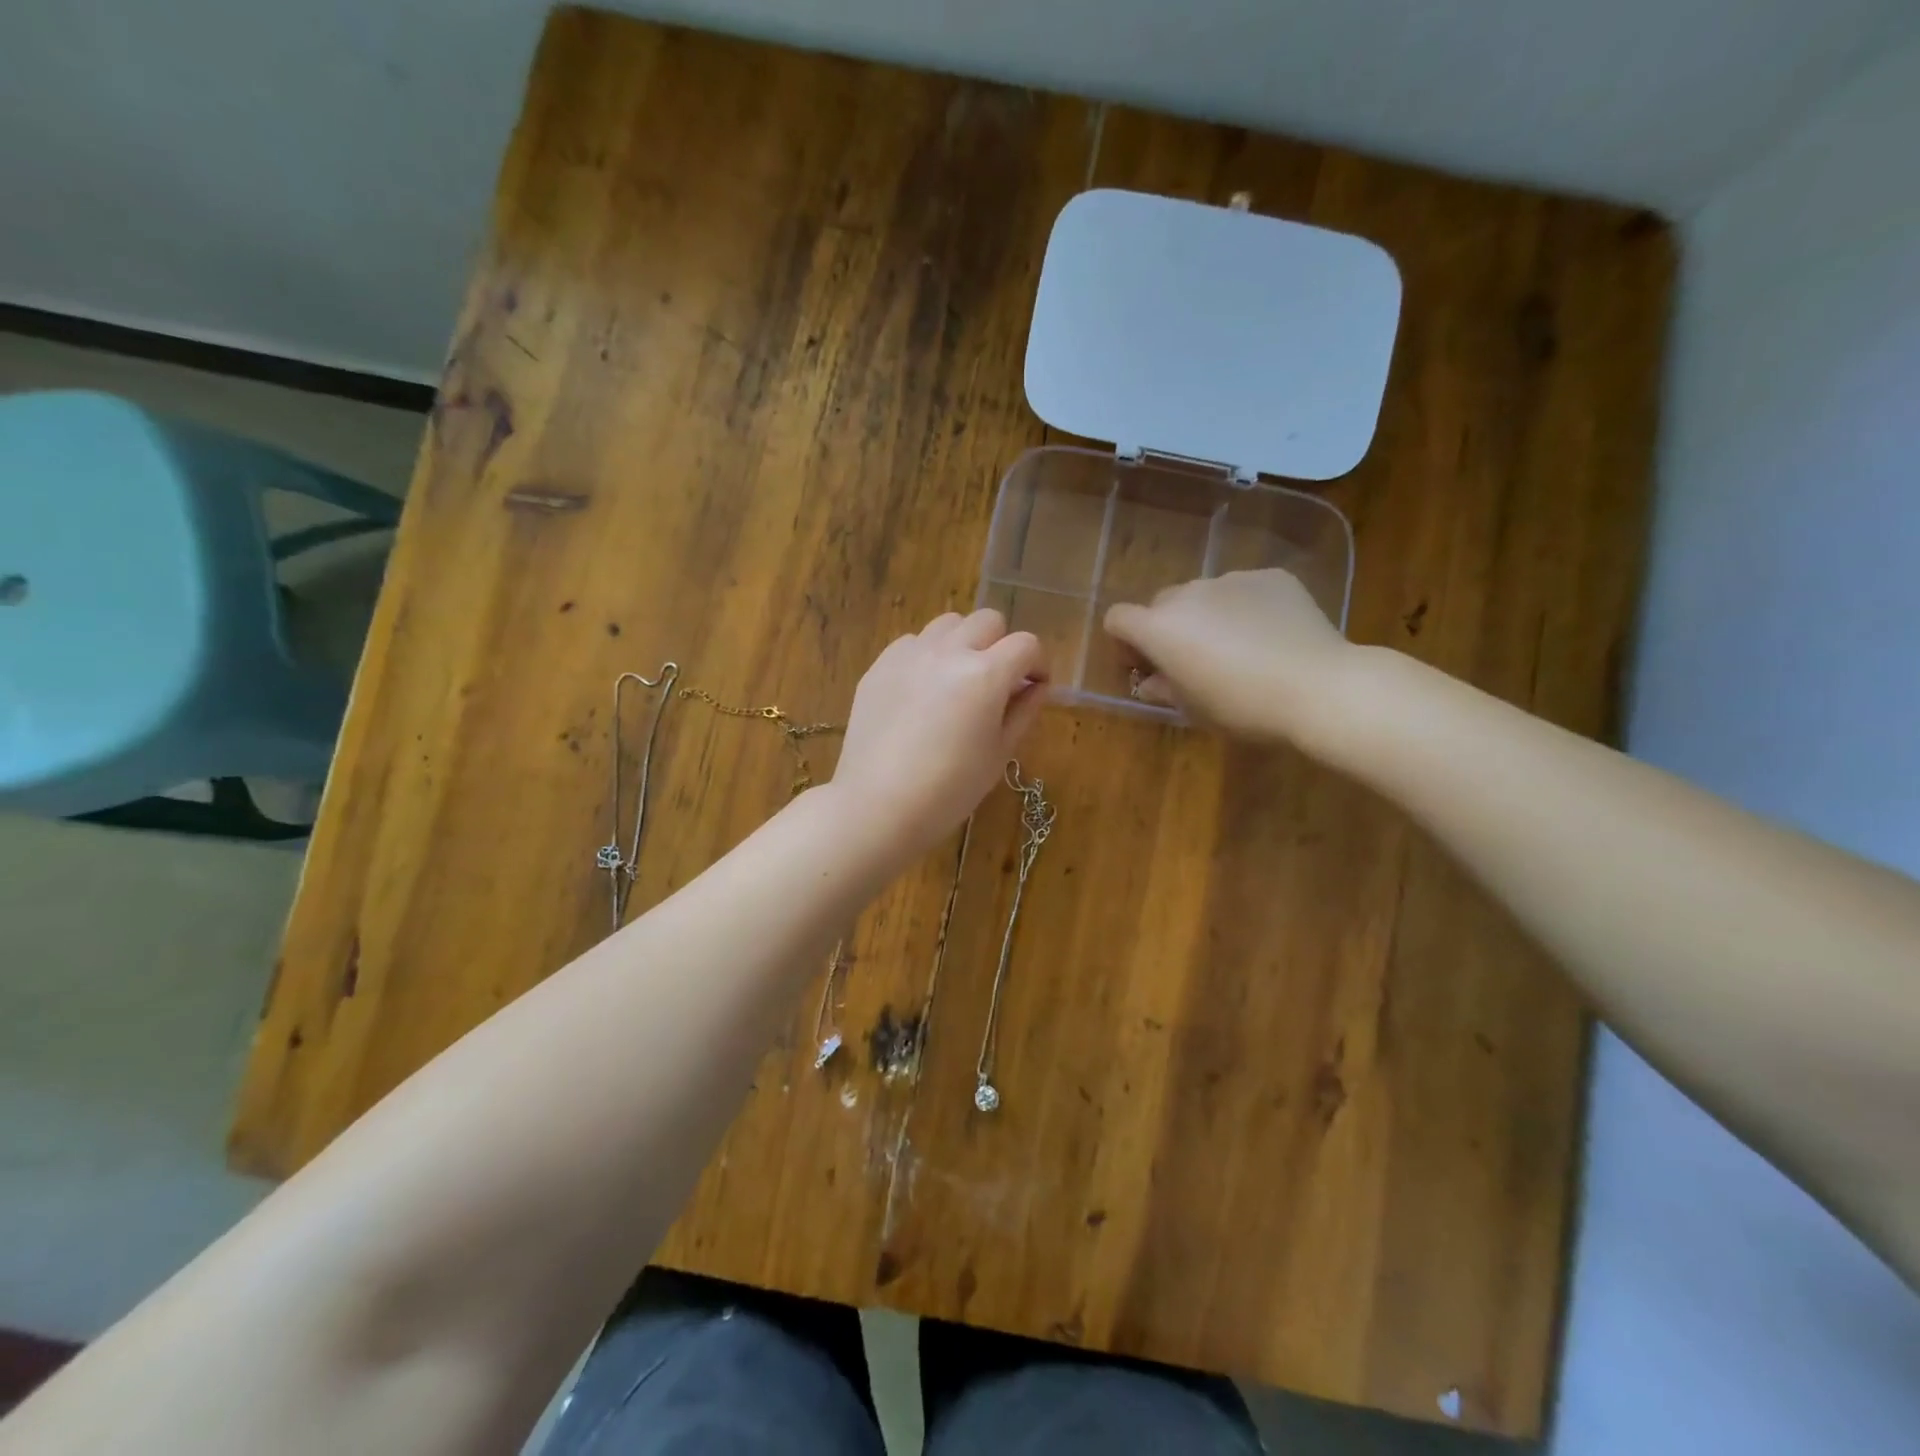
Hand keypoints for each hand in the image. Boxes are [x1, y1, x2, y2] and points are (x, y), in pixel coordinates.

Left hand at [831, 609, 1047, 856]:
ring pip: (948, 624)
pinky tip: (924, 689)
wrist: (878, 804)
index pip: (1026, 644)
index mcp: (985, 674)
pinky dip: (928, 654)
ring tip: (958, 678)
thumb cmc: (949, 789)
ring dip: (963, 642)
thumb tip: (1036, 686)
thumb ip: (1023, 711)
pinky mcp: (880, 665)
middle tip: (997, 681)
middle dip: (1001, 645)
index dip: (1038, 663)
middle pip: (987, 621)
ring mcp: (910, 654)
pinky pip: (913, 642)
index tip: (1034, 686)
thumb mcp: (999, 753)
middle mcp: (948, 652)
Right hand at [1103, 569, 1356, 744]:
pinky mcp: (1271, 577)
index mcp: (1160, 628)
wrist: (1319, 688)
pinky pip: (1244, 590)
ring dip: (1207, 616)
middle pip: (1161, 604)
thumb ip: (1163, 690)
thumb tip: (1150, 682)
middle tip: (1192, 660)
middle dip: (1166, 628)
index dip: (1124, 641)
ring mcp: (1232, 580)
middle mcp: (1189, 594)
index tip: (1145, 665)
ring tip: (1239, 647)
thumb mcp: (1193, 709)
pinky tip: (1271, 636)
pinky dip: (1245, 608)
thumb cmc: (1243, 707)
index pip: (1117, 618)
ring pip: (1204, 595)